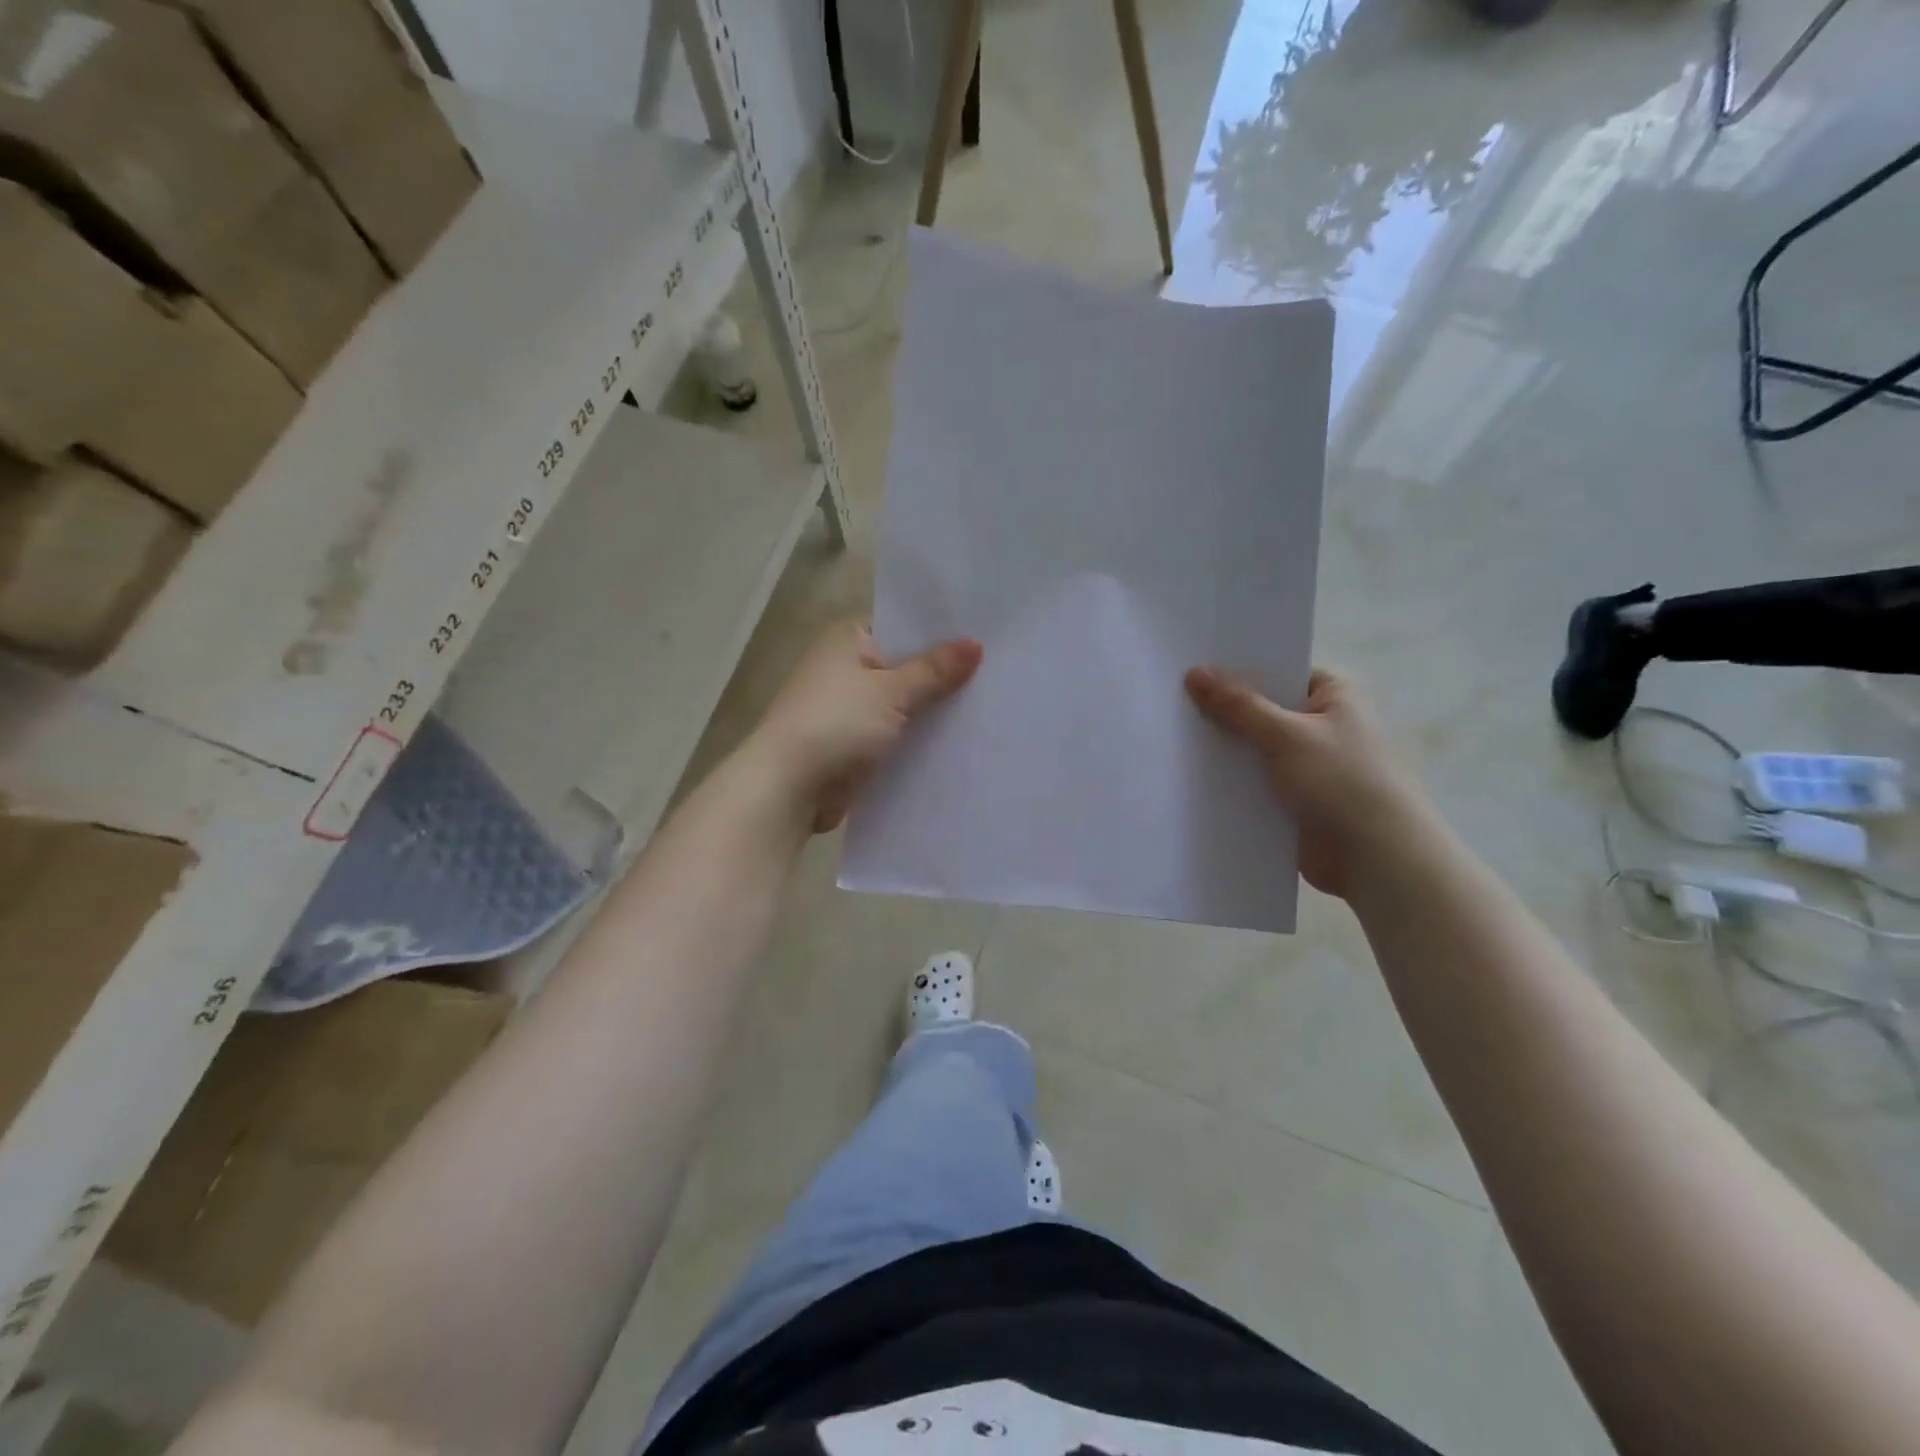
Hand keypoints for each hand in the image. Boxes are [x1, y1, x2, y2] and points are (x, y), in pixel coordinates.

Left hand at [749, 620, 982, 833]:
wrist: (787, 790)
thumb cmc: (834, 725)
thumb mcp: (890, 692)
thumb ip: (934, 671)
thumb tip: (976, 644)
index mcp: (848, 641)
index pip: (903, 625)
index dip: (941, 632)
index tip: (985, 637)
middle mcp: (847, 669)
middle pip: (906, 666)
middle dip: (944, 675)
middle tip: (999, 673)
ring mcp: (850, 708)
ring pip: (903, 703)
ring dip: (933, 710)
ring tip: (990, 706)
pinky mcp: (855, 744)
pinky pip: (896, 734)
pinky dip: (918, 738)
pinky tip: (959, 741)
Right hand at [1184, 665, 1431, 898]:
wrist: (1376, 860)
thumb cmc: (1342, 782)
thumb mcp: (1287, 735)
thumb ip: (1238, 706)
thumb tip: (1194, 673)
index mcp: (1332, 695)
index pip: (1276, 670)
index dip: (1235, 669)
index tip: (1189, 665)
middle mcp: (1319, 724)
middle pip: (1259, 709)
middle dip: (1221, 711)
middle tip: (1167, 699)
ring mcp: (1304, 764)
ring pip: (1252, 748)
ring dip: (1222, 749)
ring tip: (1167, 735)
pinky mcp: (1291, 798)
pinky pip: (1251, 781)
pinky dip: (1228, 780)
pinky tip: (1187, 775)